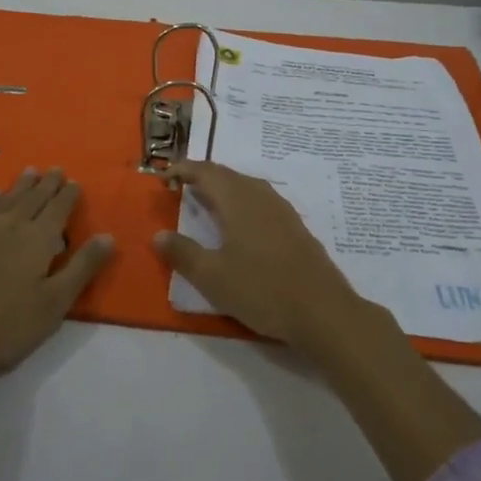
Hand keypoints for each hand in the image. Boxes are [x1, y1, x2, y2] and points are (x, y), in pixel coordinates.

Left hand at [0, 168, 114, 427]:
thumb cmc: (5, 325)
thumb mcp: (54, 304)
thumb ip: (81, 267)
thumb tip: (108, 236)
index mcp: (38, 238)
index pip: (59, 208)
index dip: (69, 194)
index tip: (75, 182)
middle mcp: (11, 225)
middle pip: (33, 197)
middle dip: (47, 183)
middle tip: (56, 169)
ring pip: (8, 198)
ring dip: (21, 185)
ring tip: (30, 172)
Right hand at [158, 160, 480, 480]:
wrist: (322, 310)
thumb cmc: (261, 289)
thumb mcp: (212, 276)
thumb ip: (183, 253)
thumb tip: (158, 235)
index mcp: (237, 199)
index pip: (206, 172)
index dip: (184, 170)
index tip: (165, 175)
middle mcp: (260, 195)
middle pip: (227, 175)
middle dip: (202, 176)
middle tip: (182, 185)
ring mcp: (282, 210)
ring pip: (246, 187)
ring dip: (224, 188)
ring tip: (207, 201)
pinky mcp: (295, 227)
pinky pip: (261, 201)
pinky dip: (242, 202)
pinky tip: (241, 223)